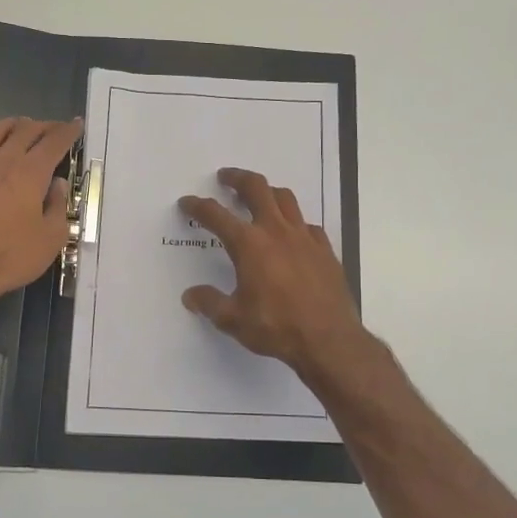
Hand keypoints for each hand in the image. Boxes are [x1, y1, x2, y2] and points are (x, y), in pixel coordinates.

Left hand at [0, 117, 80, 306]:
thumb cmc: (10, 257)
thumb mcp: (51, 238)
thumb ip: (57, 206)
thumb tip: (57, 185)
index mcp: (29, 172)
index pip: (53, 142)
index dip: (68, 131)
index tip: (76, 125)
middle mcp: (1, 161)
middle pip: (24, 130)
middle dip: (43, 125)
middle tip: (53, 128)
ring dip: (12, 125)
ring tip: (20, 127)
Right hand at [178, 168, 371, 382]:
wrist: (328, 339)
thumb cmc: (276, 327)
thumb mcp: (233, 320)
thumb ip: (210, 303)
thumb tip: (191, 295)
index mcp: (249, 245)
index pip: (216, 216)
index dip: (198, 206)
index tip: (187, 202)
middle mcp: (277, 232)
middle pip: (257, 189)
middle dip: (238, 179)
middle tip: (226, 178)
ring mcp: (305, 237)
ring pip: (286, 199)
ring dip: (268, 192)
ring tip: (259, 197)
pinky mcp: (325, 250)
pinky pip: (308, 225)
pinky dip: (295, 222)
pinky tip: (293, 234)